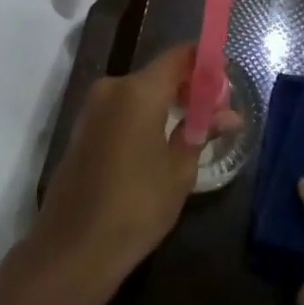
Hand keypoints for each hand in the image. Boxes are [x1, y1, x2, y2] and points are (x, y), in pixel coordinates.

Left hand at [30, 44, 240, 286]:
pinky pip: (121, 110)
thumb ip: (201, 132)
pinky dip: (144, 117)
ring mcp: (92, 109)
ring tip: (192, 133)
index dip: (205, 65)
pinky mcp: (82, 130)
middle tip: (215, 115)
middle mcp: (112, 88)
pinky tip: (160, 145)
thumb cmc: (136, 206)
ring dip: (166, 104)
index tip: (226, 86)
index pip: (179, 56)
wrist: (73, 248)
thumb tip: (229, 115)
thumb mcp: (179, 171)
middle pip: (159, 73)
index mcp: (138, 90)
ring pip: (139, 92)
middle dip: (188, 88)